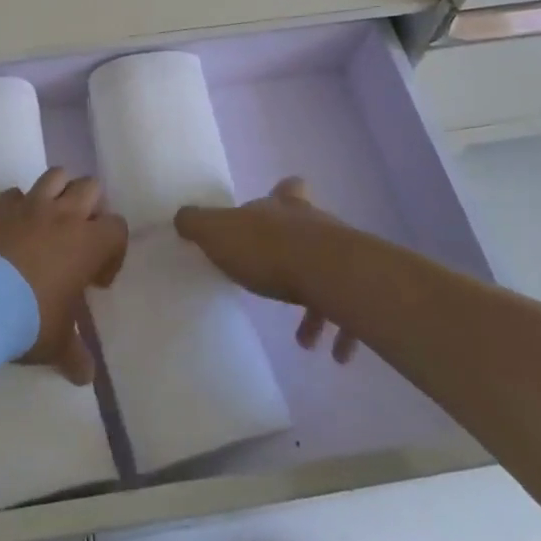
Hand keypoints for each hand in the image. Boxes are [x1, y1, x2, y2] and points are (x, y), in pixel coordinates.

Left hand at [0, 169, 126, 384]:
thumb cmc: (27, 319)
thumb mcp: (55, 343)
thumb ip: (74, 354)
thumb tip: (85, 377)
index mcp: (87, 243)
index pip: (117, 227)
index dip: (113, 250)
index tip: (96, 279)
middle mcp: (63, 215)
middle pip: (90, 187)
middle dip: (90, 208)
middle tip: (77, 239)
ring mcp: (28, 205)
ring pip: (56, 176)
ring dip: (59, 192)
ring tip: (50, 221)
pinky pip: (15, 193)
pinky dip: (18, 205)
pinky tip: (11, 228)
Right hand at [176, 177, 359, 363]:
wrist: (327, 273)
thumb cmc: (267, 248)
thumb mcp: (216, 232)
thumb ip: (196, 224)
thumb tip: (182, 217)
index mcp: (281, 208)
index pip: (287, 189)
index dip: (283, 194)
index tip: (281, 206)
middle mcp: (315, 225)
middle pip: (310, 231)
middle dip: (296, 257)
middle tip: (280, 282)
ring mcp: (342, 256)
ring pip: (329, 276)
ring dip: (317, 307)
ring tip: (304, 339)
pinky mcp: (359, 289)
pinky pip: (350, 313)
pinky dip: (343, 333)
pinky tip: (332, 352)